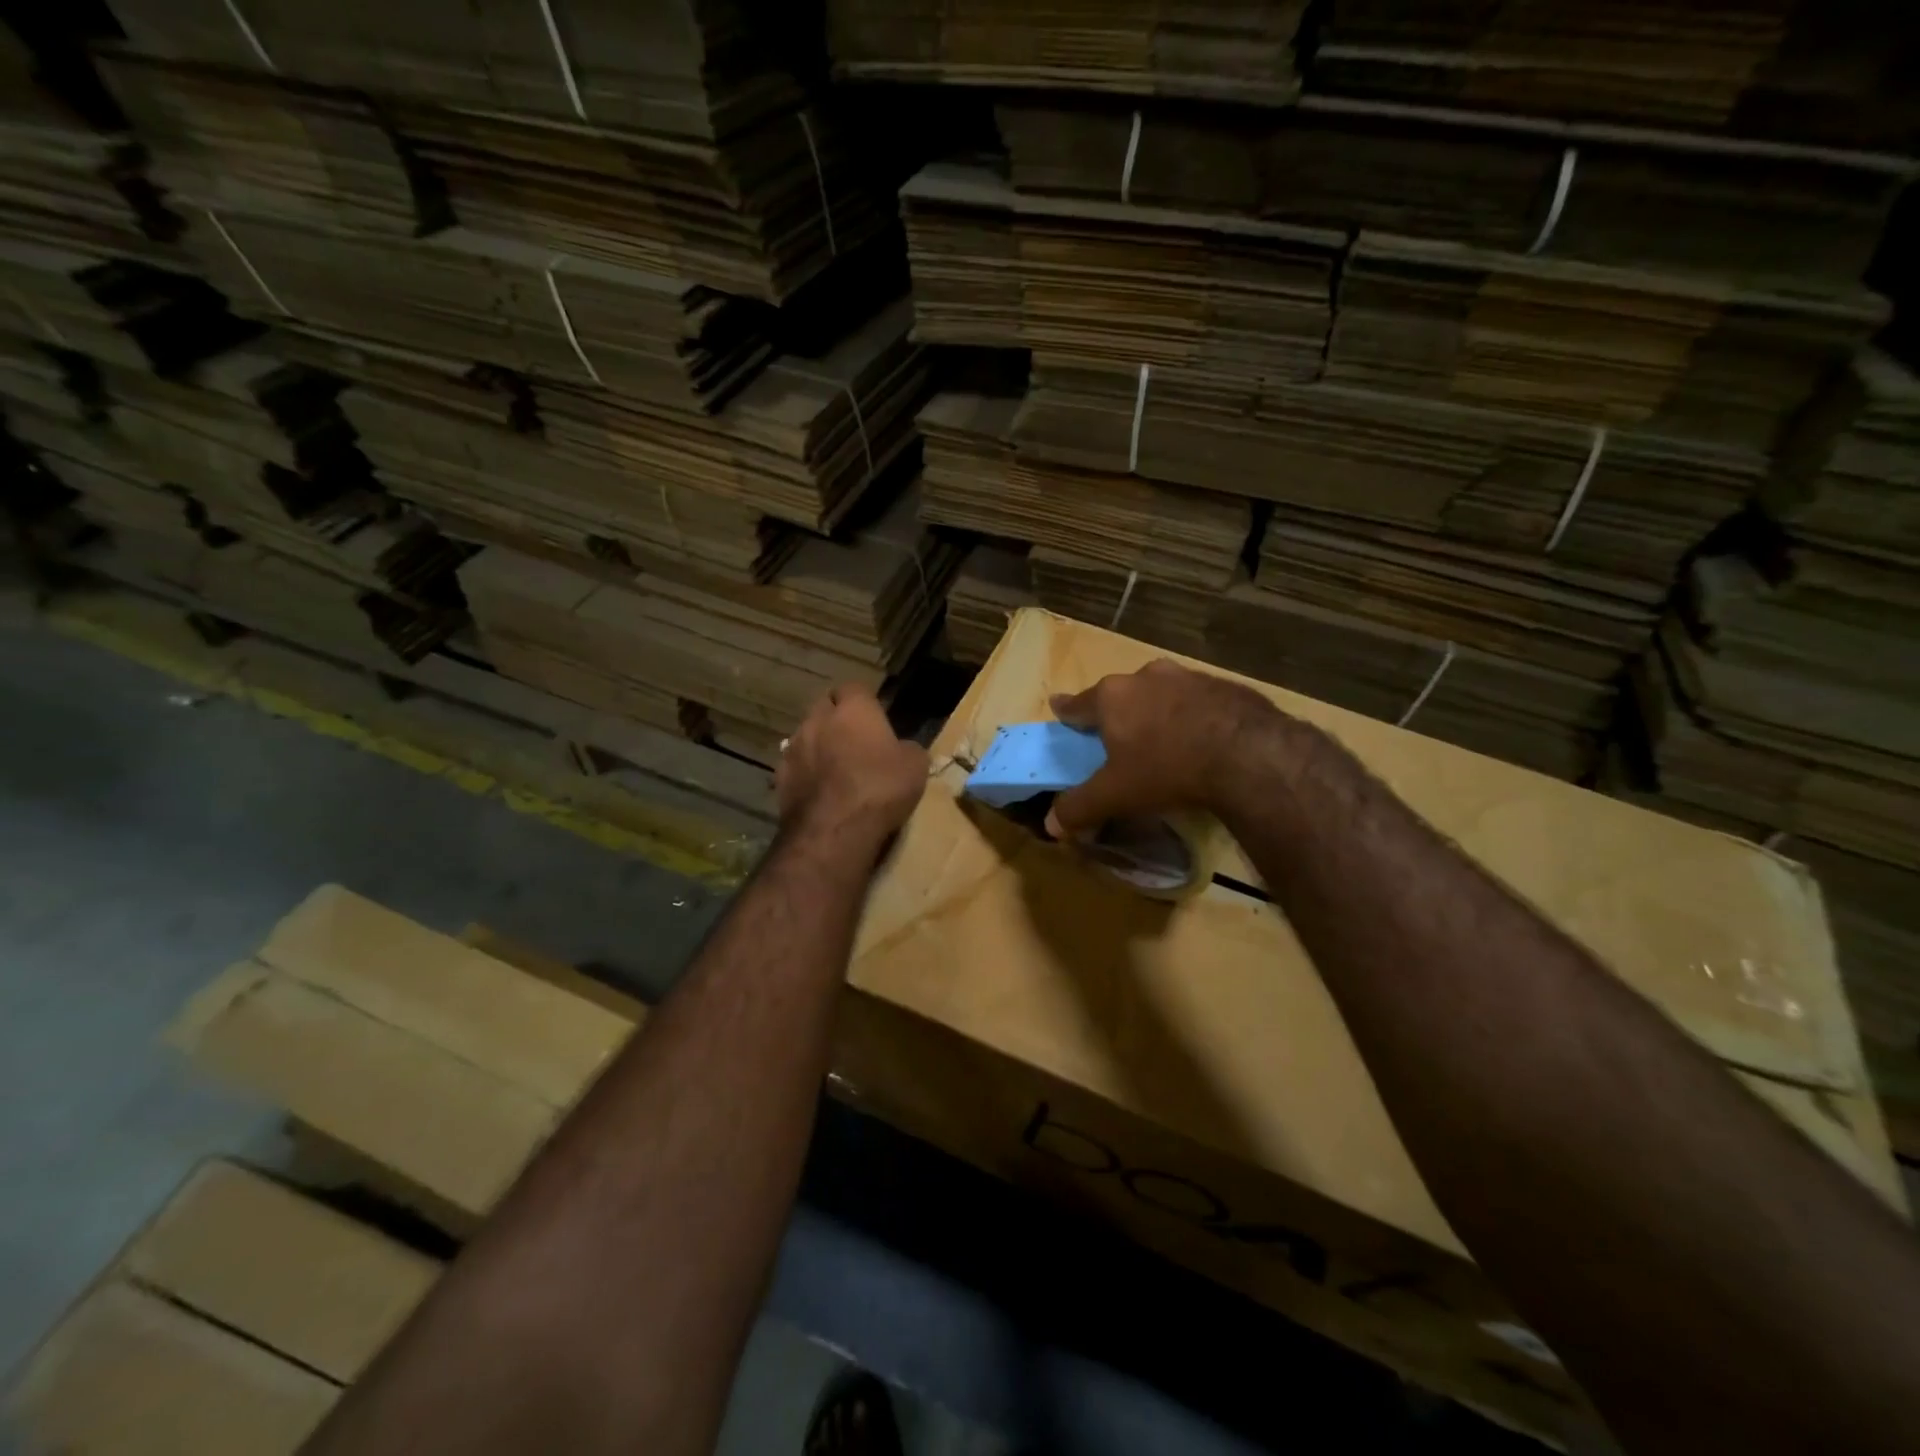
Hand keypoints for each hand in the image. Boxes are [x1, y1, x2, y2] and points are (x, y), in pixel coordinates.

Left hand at [776, 684, 927, 847]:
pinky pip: (795, 766)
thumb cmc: (880, 789)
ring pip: (806, 736)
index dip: (864, 701)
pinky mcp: (780, 778)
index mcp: (853, 709)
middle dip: (837, 718)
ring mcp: (794, 748)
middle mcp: (818, 720)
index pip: (854, 687)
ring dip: (819, 745)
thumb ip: (908, 748)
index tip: (876, 717)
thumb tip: (902, 749)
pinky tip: (819, 792)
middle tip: (856, 740)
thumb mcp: (915, 767)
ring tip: (835, 768)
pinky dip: (806, 773)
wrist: (834, 831)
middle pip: (825, 707)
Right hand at [1045, 660, 1282, 837]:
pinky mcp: (1224, 685)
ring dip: (1157, 710)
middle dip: (1117, 712)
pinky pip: (1197, 700)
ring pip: (1160, 692)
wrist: (1248, 753)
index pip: (1078, 703)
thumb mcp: (1116, 795)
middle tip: (1118, 734)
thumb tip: (1051, 824)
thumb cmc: (1167, 768)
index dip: (1066, 710)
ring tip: (1163, 737)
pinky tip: (1202, 737)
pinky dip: (1192, 714)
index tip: (1058, 707)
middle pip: (1121, 694)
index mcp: (1113, 697)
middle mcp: (1146, 677)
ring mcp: (1187, 676)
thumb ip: (1080, 808)